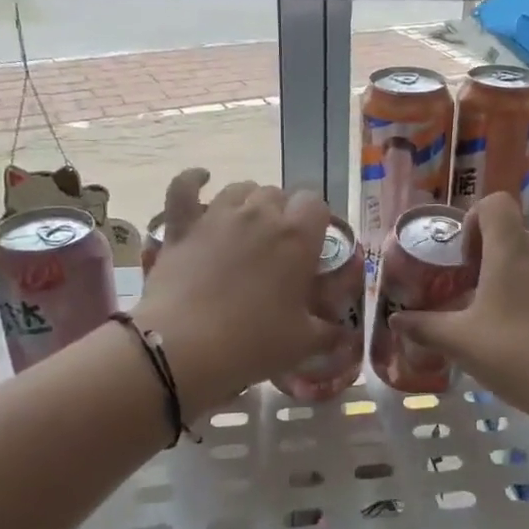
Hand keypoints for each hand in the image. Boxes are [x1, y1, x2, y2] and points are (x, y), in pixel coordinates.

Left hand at [133, 178, 346, 408]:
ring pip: (241, 189)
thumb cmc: (251, 343)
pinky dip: (193, 180)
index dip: (317, 222)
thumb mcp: (302, 344)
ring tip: (249, 227)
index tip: (314, 246)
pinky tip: (201, 179)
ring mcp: (217, 216)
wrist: (181, 349)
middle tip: (280, 249)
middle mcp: (259, 215)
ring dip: (250, 202)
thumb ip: (330, 333)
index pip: (316, 205)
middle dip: (284, 214)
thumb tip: (347, 335)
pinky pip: (184, 188)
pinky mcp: (181, 227)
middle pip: (279, 195)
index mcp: (296, 237)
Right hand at [390, 193, 528, 426]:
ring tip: (484, 322)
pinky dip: (524, 304)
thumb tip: (396, 319)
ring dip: (502, 283)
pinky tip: (515, 343)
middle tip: (462, 293)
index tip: (460, 258)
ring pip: (526, 266)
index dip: (472, 220)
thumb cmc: (518, 353)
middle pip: (508, 236)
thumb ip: (425, 327)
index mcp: (510, 252)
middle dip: (481, 258)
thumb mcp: (461, 343)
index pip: (496, 204)